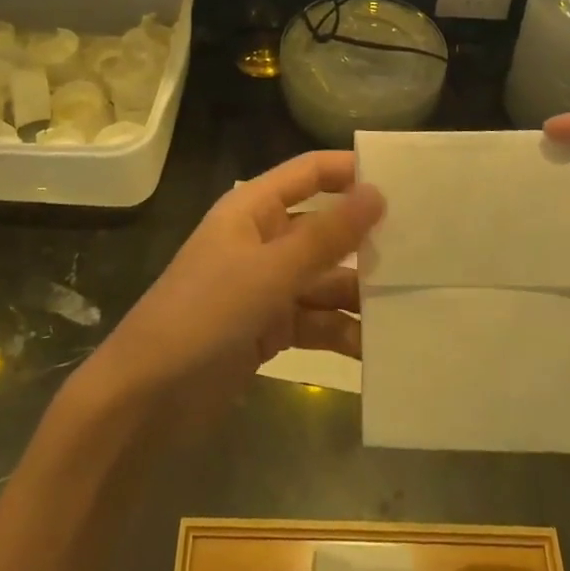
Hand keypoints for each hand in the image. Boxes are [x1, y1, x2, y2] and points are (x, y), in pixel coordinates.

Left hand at [83, 152, 383, 418]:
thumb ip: (325, 236)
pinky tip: (377, 348)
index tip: (403, 181)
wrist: (145, 399)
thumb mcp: (269, 272)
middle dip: (365, 241)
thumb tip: (377, 192)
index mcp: (252, 210)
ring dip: (359, 294)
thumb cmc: (203, 315)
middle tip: (424, 251)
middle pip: (322, 229)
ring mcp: (264, 287)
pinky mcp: (268, 330)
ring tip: (411, 306)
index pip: (308, 174)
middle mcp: (261, 241)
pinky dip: (342, 331)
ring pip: (323, 280)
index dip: (349, 171)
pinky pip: (315, 321)